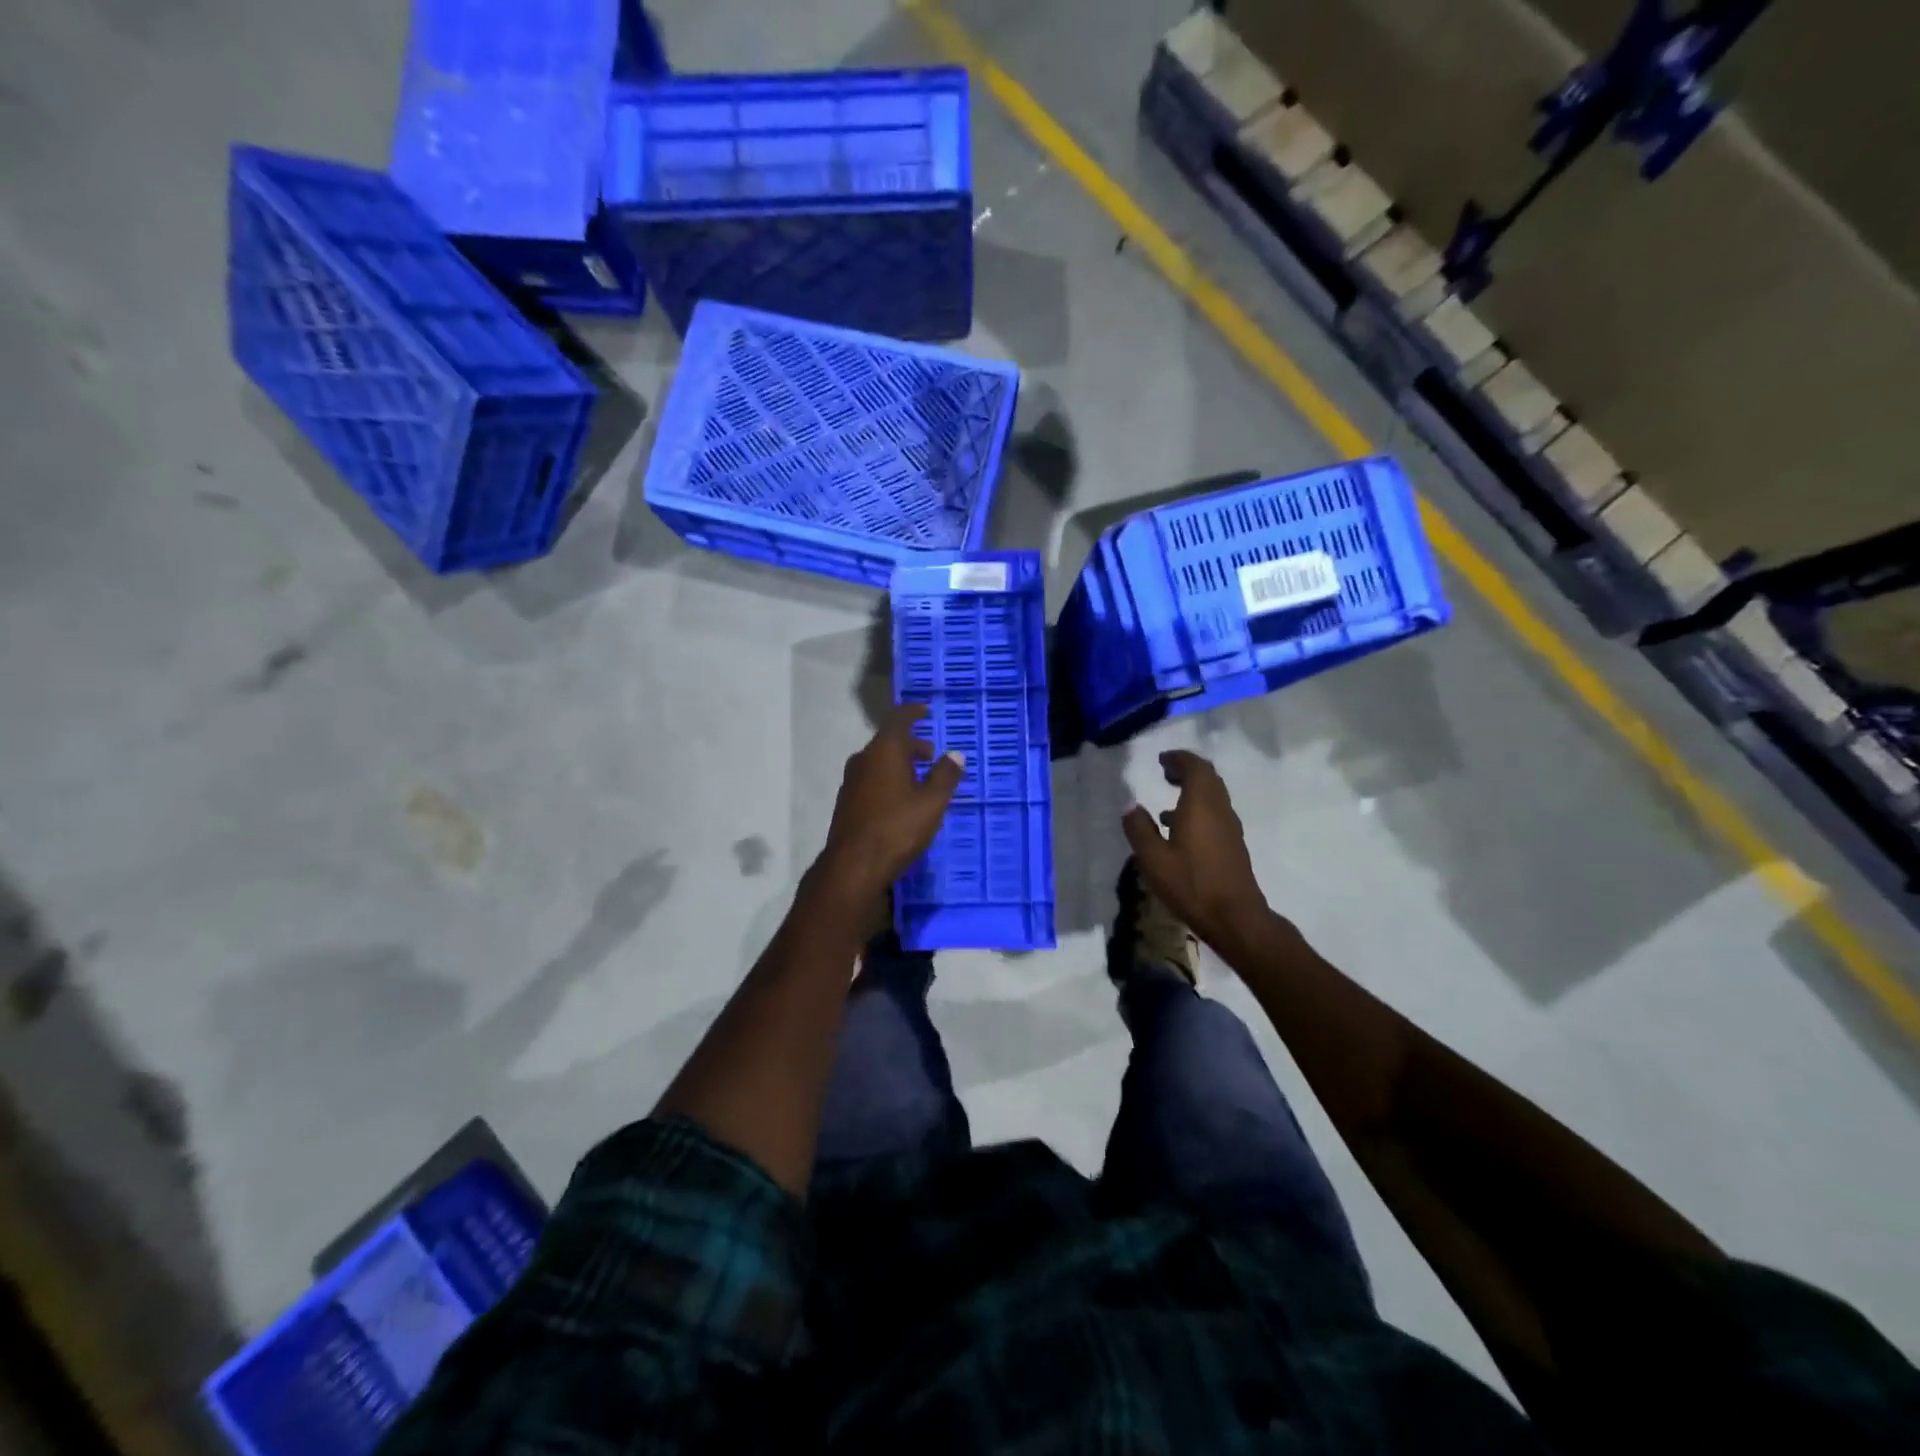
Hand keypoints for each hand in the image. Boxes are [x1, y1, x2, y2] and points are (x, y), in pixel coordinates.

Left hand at [816, 705, 964, 903]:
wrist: (853, 866)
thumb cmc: (897, 828)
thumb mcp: (932, 802)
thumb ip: (945, 775)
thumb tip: (955, 755)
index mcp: (884, 750)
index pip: (898, 719)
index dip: (913, 712)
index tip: (926, 711)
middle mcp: (863, 759)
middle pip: (888, 741)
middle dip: (910, 744)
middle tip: (930, 753)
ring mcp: (851, 781)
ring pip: (878, 761)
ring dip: (899, 763)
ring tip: (919, 779)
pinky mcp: (846, 802)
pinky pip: (871, 779)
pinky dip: (887, 779)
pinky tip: (899, 799)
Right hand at [1122, 750, 1272, 954]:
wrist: (1235, 918)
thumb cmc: (1191, 884)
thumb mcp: (1153, 859)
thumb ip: (1139, 829)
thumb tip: (1131, 807)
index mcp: (1201, 805)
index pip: (1196, 767)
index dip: (1179, 758)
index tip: (1161, 759)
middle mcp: (1219, 810)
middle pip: (1208, 778)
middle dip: (1187, 770)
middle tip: (1165, 772)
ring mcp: (1230, 828)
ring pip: (1214, 796)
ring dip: (1193, 790)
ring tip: (1168, 797)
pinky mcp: (1233, 845)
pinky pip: (1215, 813)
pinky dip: (1198, 809)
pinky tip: (1179, 829)